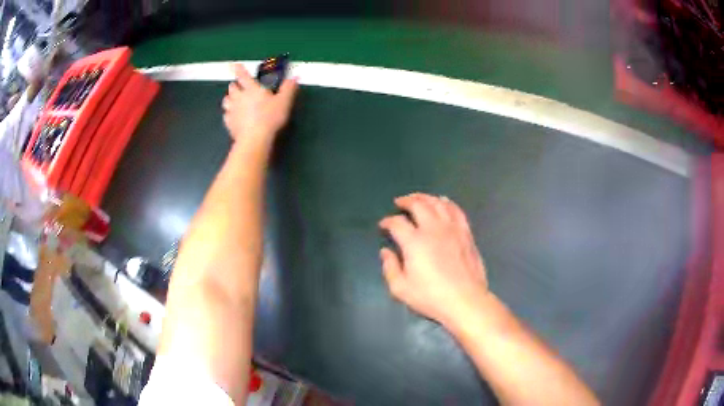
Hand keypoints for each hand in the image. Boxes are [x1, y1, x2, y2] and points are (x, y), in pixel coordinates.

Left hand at [222, 64, 297, 144]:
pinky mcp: (229, 123)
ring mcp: (232, 110)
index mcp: (252, 89)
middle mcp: (239, 97)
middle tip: (239, 87)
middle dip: (235, 85)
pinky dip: (228, 113)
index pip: (243, 75)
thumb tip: (295, 77)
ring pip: (226, 100)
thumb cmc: (270, 117)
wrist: (255, 138)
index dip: (239, 69)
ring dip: (229, 98)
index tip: (235, 65)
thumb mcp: (284, 102)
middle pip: (232, 87)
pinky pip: (226, 115)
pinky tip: (233, 116)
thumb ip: (288, 88)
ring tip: (234, 100)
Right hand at [379, 193, 488, 326]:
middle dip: (405, 201)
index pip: (397, 223)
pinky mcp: (466, 233)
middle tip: (399, 203)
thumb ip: (390, 268)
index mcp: (414, 242)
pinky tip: (442, 202)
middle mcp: (433, 229)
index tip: (383, 226)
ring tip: (418, 199)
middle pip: (418, 204)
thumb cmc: (431, 297)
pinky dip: (447, 202)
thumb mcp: (401, 289)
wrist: (465, 301)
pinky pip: (456, 210)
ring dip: (425, 197)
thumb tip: (385, 252)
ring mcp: (452, 228)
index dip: (387, 221)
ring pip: (437, 203)